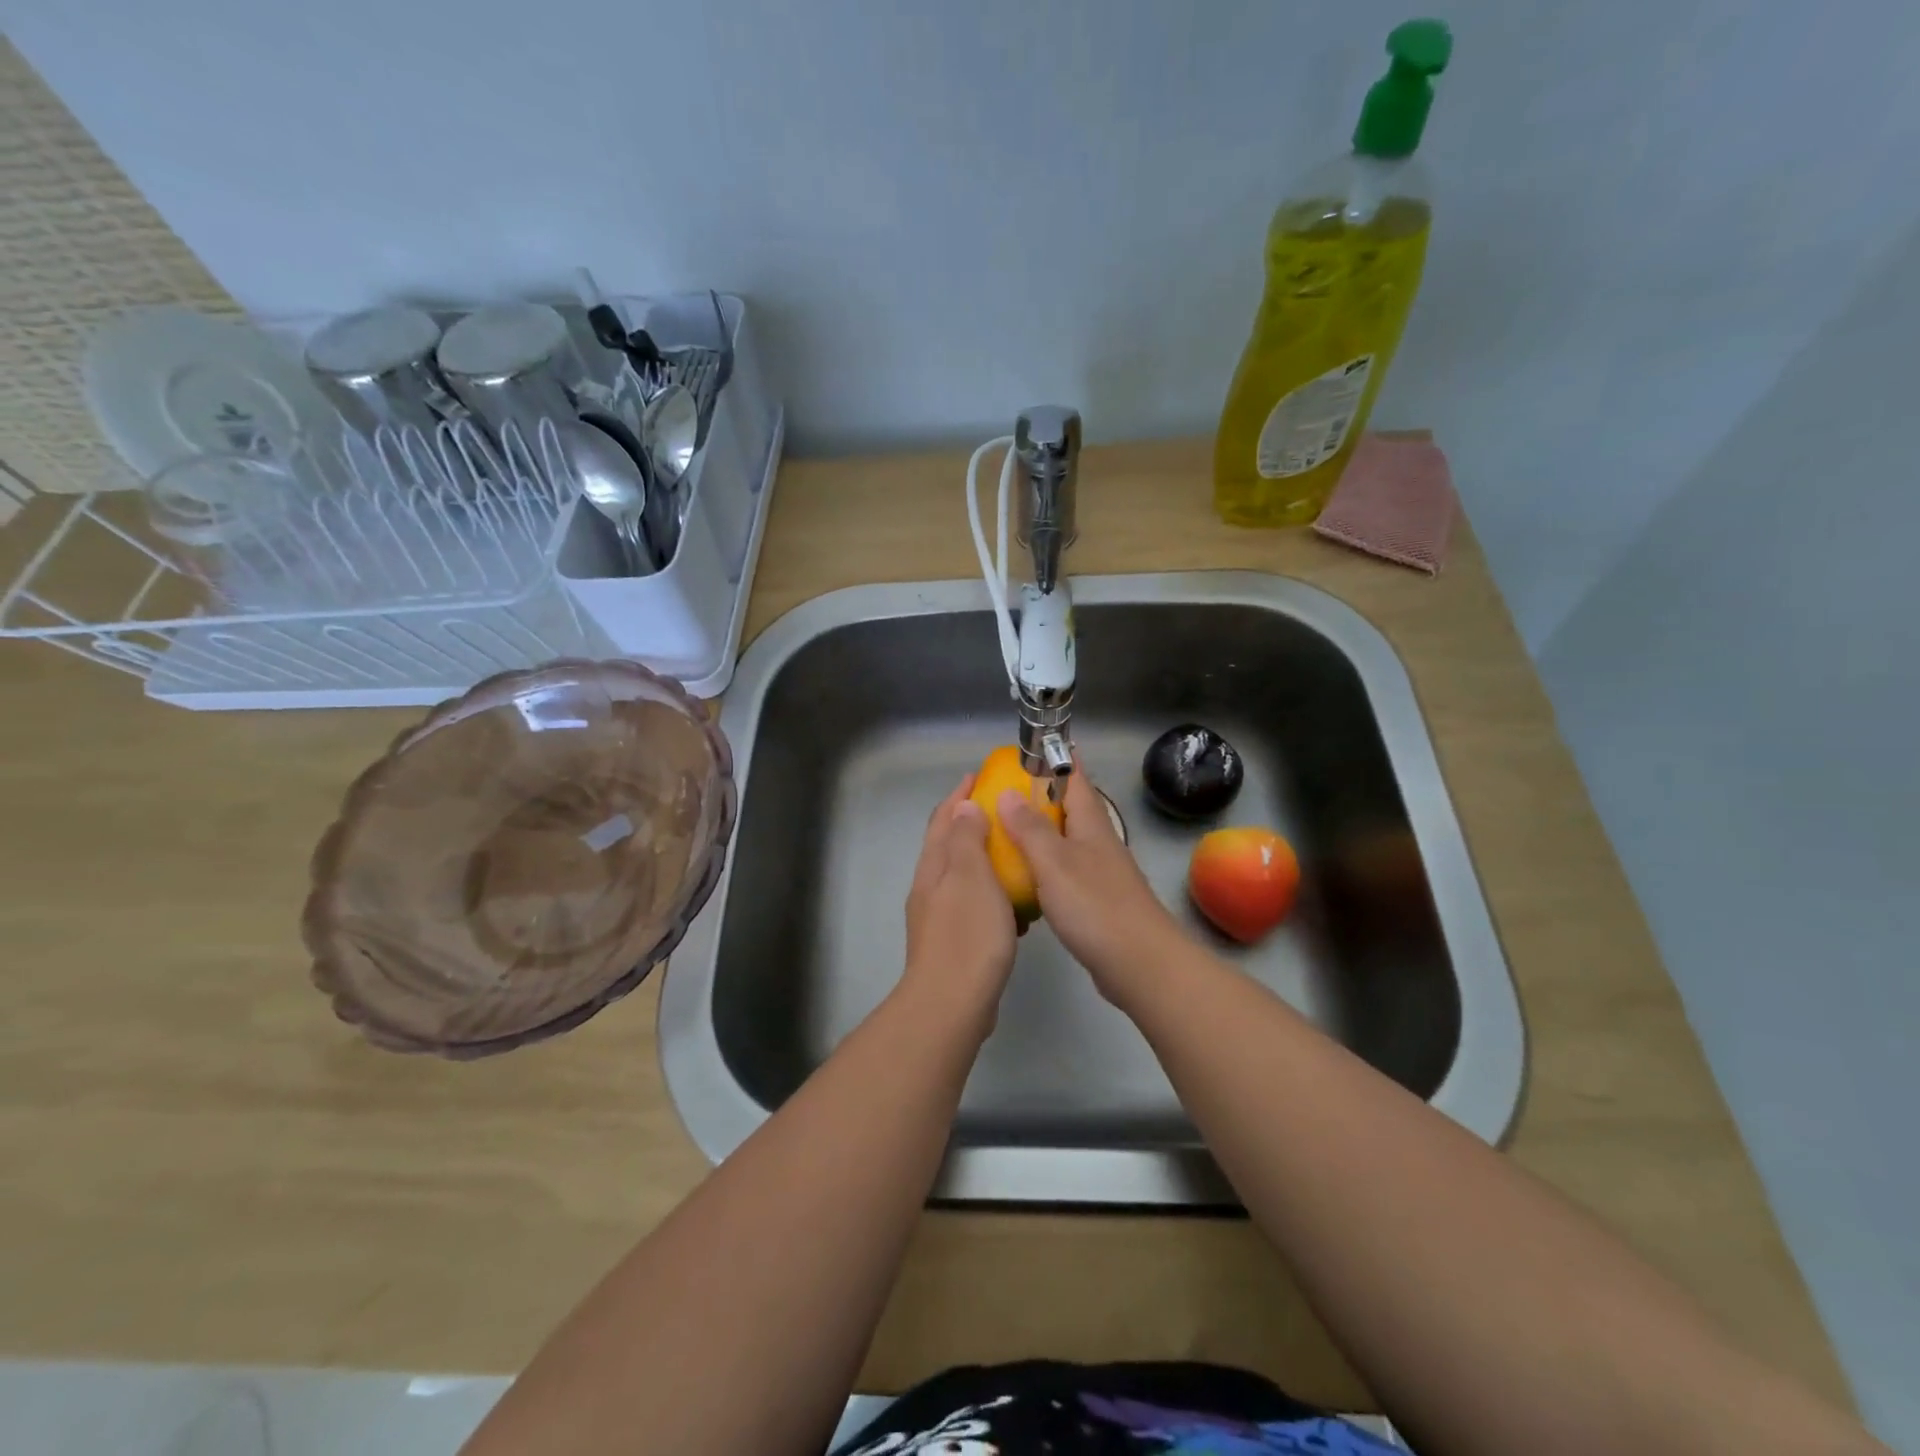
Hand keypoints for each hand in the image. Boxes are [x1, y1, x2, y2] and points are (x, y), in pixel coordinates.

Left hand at [901, 775, 1017, 1030]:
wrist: (951, 1003)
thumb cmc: (967, 934)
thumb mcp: (971, 877)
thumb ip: (967, 840)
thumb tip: (964, 807)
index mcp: (934, 867)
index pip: (943, 819)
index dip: (959, 795)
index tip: (979, 776)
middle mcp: (931, 888)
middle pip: (949, 845)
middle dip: (972, 823)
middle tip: (1004, 811)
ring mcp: (939, 917)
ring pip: (964, 877)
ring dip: (986, 860)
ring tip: (1017, 854)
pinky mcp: (953, 942)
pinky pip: (975, 906)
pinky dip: (994, 896)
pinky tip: (1016, 906)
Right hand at [997, 764, 1186, 1007]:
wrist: (1140, 964)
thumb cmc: (1095, 906)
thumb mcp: (1054, 862)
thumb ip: (1030, 828)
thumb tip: (1008, 792)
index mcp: (1091, 824)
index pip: (1075, 778)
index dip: (1058, 759)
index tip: (1037, 744)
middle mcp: (1098, 843)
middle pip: (1070, 809)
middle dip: (1043, 796)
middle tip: (1005, 790)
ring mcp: (1100, 874)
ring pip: (1067, 842)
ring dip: (1042, 832)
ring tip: (1008, 830)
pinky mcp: (1097, 903)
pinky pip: (1065, 873)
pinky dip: (1045, 867)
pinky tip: (1025, 879)